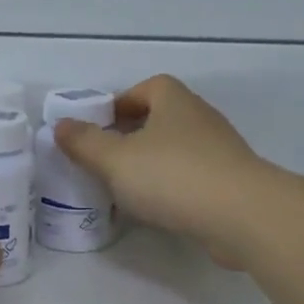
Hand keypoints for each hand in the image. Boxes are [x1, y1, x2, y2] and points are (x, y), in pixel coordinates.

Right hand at [53, 75, 266, 263]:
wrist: (243, 216)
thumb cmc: (172, 176)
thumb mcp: (115, 159)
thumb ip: (84, 143)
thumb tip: (61, 125)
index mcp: (174, 102)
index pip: (147, 88)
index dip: (121, 103)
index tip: (99, 127)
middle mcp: (200, 119)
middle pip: (161, 118)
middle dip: (132, 135)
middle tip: (105, 159)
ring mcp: (220, 151)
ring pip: (177, 149)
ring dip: (152, 163)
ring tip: (125, 187)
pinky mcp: (231, 184)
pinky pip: (192, 177)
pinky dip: (172, 187)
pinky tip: (156, 209)